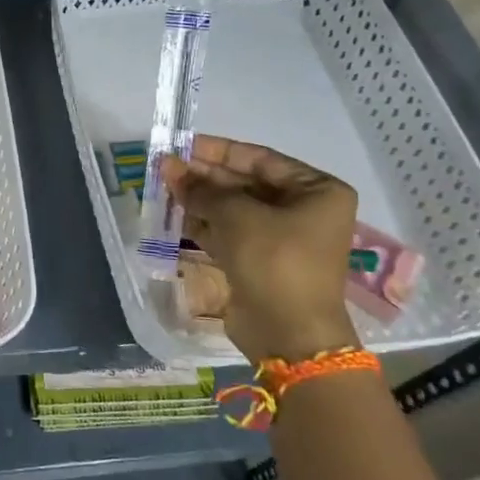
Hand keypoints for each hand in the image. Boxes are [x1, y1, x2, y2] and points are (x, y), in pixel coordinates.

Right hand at [158, 136, 361, 363]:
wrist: (289, 335)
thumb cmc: (275, 262)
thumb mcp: (238, 217)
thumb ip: (203, 189)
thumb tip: (169, 167)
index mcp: (316, 191)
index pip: (260, 158)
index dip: (217, 150)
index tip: (181, 144)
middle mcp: (302, 209)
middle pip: (245, 182)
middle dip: (204, 175)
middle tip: (165, 167)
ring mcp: (281, 237)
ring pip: (233, 207)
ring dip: (199, 197)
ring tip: (163, 186)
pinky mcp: (259, 260)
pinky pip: (228, 231)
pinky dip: (202, 222)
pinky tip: (173, 212)